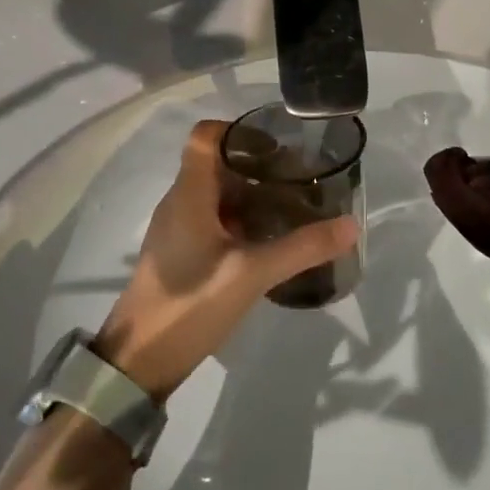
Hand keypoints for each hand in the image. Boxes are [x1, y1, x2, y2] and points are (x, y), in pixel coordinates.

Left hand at [95, 119, 357, 402]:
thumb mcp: (251, 274)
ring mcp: (178, 229)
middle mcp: (180, 202)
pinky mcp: (181, 253)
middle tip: (300, 178)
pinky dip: (242, 220)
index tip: (279, 145)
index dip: (240, 130)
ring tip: (293, 207)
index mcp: (189, 193)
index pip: (206, 135)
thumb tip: (350, 225)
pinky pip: (213, 221)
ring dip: (252, 195)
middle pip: (217, 164)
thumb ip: (301, 248)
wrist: (139, 359)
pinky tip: (269, 241)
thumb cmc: (189, 304)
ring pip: (217, 195)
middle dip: (257, 165)